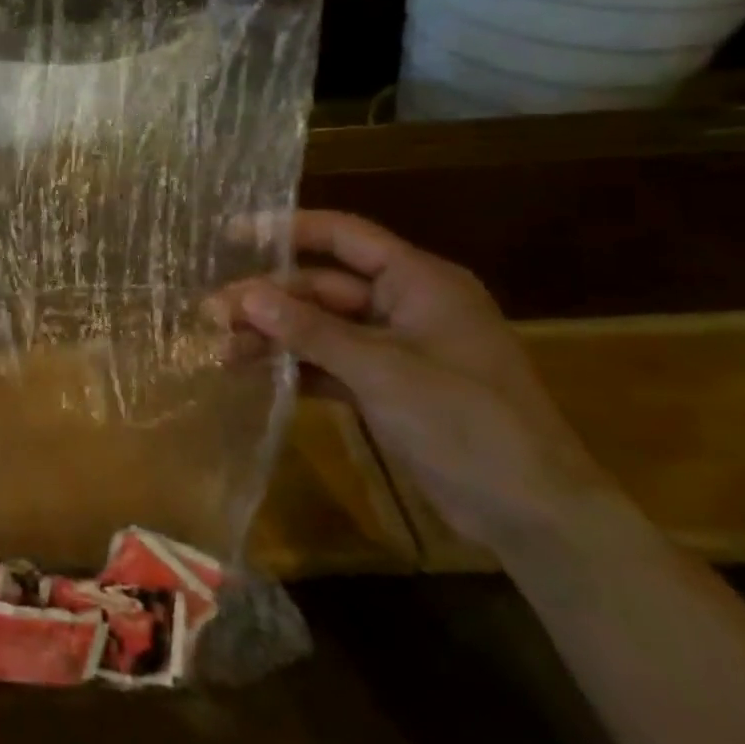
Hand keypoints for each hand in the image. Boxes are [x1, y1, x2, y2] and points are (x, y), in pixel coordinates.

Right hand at [219, 210, 613, 551]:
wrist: (532, 514)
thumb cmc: (466, 422)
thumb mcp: (382, 371)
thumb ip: (310, 331)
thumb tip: (246, 295)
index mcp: (419, 282)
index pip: (345, 237)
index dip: (288, 229)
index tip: (233, 233)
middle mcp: (403, 305)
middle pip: (322, 287)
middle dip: (268, 298)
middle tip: (212, 313)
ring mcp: (394, 348)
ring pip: (320, 327)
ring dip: (274, 336)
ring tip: (221, 349)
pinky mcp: (385, 386)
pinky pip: (329, 363)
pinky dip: (295, 367)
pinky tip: (252, 373)